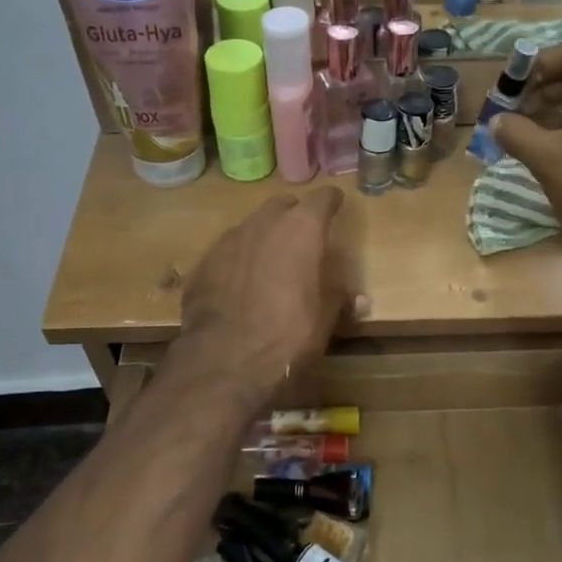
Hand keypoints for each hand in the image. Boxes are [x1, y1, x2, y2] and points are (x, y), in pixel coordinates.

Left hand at [175, 187, 350, 411]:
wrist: (224, 362)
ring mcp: (227, 241)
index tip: (336, 206)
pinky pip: (228, 252)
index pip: (322, 199)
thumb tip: (358, 299)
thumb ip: (339, 299)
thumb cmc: (288, 336)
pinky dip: (239, 260)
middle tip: (303, 237)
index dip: (331, 202)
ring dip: (264, 237)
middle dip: (294, 216)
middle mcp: (263, 224)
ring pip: (251, 226)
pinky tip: (240, 285)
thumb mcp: (326, 320)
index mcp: (301, 230)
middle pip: (281, 205)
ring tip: (271, 262)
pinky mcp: (203, 264)